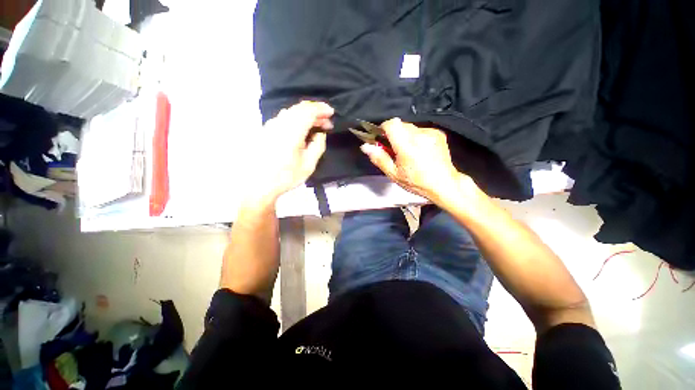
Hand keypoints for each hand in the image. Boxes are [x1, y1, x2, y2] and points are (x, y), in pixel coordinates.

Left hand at [243, 101, 333, 204]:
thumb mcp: (308, 165)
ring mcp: (271, 125)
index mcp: (292, 132)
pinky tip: (301, 129)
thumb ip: (317, 146)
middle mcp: (280, 123)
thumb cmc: (286, 176)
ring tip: (316, 125)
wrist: (258, 184)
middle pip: (299, 108)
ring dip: (306, 114)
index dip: (321, 109)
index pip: (308, 111)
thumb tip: (320, 134)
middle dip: (315, 111)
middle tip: (326, 122)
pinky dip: (296, 118)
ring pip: (291, 111)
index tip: (331, 113)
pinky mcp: (266, 130)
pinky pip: (284, 117)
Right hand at [360, 118, 474, 203]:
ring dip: (404, 136)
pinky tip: (419, 151)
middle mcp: (420, 135)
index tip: (382, 139)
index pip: (392, 124)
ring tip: (408, 152)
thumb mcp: (394, 174)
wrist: (444, 184)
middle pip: (400, 125)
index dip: (384, 129)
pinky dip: (416, 138)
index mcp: (407, 146)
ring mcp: (431, 133)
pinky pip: (421, 130)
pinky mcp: (438, 133)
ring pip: (410, 127)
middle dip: (394, 135)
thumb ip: (379, 158)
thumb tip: (365, 146)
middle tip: (394, 150)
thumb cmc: (416, 182)